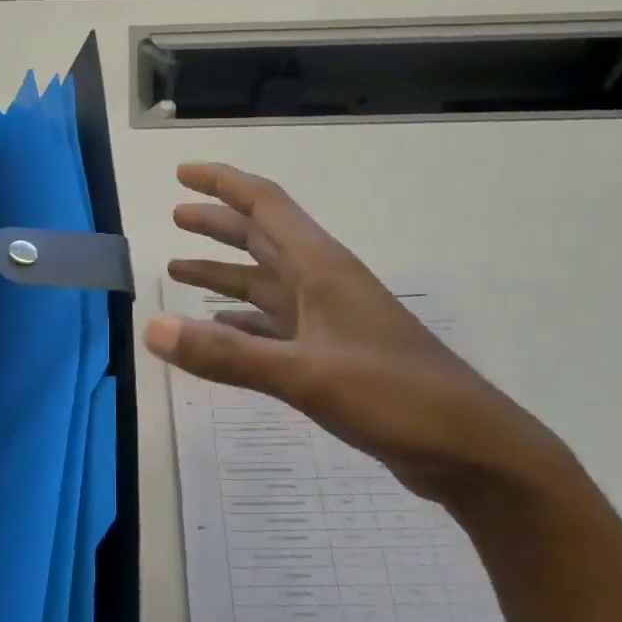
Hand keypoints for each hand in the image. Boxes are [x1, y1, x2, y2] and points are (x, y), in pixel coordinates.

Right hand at [148, 163, 579, 510]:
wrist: (469, 449)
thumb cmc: (395, 396)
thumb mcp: (305, 375)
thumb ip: (227, 354)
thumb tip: (152, 329)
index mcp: (320, 268)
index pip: (265, 205)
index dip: (223, 183)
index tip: (183, 172)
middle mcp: (322, 284)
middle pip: (261, 239)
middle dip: (217, 225)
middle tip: (175, 216)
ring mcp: (328, 321)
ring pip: (264, 283)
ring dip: (223, 274)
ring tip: (179, 270)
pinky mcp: (331, 355)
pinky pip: (273, 326)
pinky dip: (241, 322)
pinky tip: (218, 329)